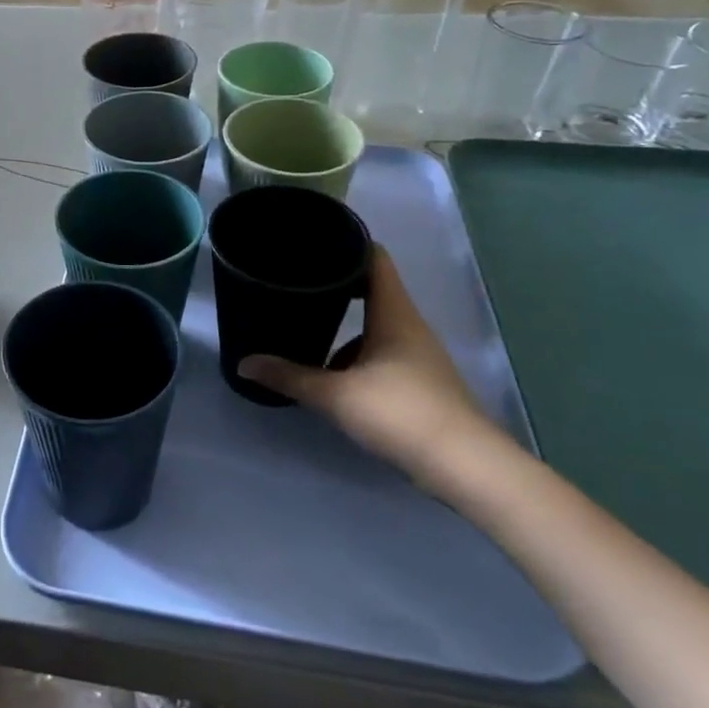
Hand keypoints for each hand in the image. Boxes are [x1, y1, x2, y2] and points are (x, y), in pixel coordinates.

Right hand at [239, 250, 493, 487]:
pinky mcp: (421, 383)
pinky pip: (383, 353)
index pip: (375, 258)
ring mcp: (419, 355)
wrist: (464, 467)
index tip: (315, 240)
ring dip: (345, 327)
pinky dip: (357, 356)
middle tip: (297, 281)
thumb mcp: (335, 395)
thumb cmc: (400, 413)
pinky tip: (335, 376)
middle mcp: (409, 325)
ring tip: (307, 329)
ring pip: (376, 326)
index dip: (348, 243)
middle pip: (372, 290)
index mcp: (393, 312)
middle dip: (336, 286)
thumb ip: (289, 377)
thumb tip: (244, 363)